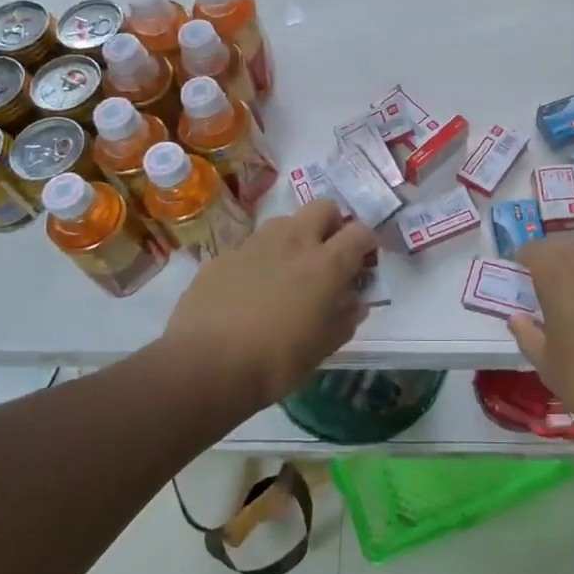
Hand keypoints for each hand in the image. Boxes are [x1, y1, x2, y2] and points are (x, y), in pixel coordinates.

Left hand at [161, 200, 378, 409]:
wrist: (205, 366)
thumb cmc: (277, 360)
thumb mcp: (324, 347)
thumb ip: (345, 318)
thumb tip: (354, 302)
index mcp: (326, 263)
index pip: (360, 232)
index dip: (367, 242)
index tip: (365, 260)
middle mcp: (293, 241)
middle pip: (323, 207)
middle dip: (332, 224)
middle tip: (328, 254)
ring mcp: (254, 244)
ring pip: (284, 222)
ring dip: (294, 237)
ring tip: (287, 270)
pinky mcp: (223, 256)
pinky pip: (250, 248)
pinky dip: (259, 260)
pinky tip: (249, 290)